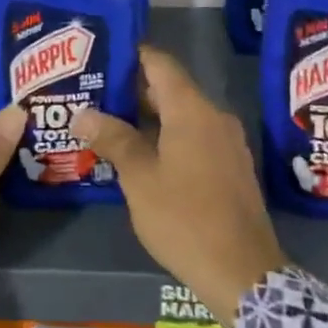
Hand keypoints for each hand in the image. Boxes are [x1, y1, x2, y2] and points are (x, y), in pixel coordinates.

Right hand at [78, 47, 285, 327]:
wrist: (243, 272)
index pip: (160, 63)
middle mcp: (214, 116)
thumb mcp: (140, 179)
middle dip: (132, 89)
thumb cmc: (185, 218)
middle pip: (170, 88)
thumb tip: (83, 113)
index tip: (100, 56)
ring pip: (182, 114)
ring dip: (148, 116)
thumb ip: (113, 139)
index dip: (130, 55)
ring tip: (108, 123)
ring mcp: (226, 142)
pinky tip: (140, 153)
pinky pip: (194, 136)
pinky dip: (167, 136)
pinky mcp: (231, 166)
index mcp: (192, 110)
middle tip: (93, 92)